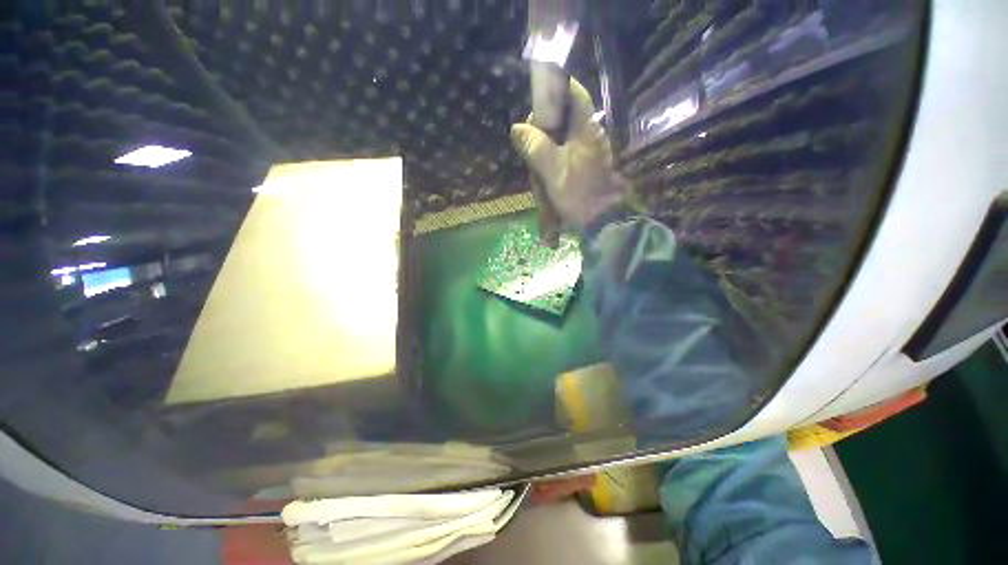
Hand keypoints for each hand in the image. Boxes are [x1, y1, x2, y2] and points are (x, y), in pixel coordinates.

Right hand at [511, 78, 626, 228]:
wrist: (600, 219)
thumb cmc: (577, 191)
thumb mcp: (552, 168)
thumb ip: (534, 146)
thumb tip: (517, 128)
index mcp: (586, 128)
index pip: (575, 93)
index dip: (557, 88)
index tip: (537, 97)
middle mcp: (590, 135)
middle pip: (565, 117)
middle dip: (545, 125)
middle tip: (528, 140)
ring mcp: (589, 151)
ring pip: (564, 137)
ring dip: (546, 145)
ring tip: (534, 162)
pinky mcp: (586, 166)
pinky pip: (566, 153)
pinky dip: (553, 158)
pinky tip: (544, 172)